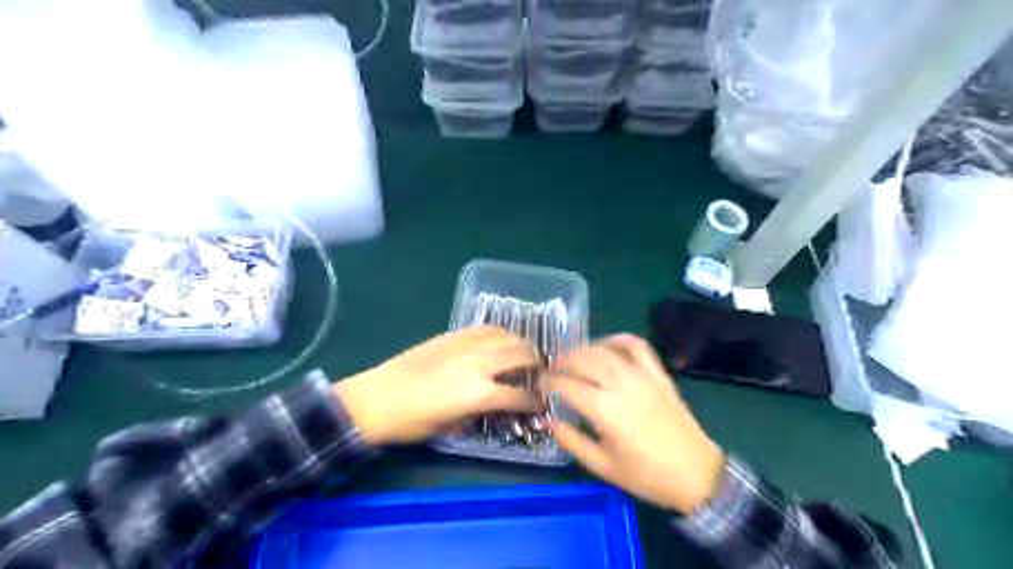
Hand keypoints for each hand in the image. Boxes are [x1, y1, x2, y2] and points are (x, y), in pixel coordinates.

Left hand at [336, 327, 542, 447]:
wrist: (376, 398)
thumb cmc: (411, 422)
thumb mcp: (452, 426)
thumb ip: (480, 412)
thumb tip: (496, 406)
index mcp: (479, 393)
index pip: (520, 395)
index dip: (535, 402)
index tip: (541, 404)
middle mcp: (479, 363)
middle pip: (521, 355)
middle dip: (537, 364)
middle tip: (539, 374)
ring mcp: (466, 344)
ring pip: (506, 335)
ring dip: (521, 344)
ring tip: (524, 354)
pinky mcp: (453, 335)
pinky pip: (485, 328)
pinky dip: (500, 334)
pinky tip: (500, 341)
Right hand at [550, 334, 722, 514]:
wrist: (696, 474)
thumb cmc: (646, 475)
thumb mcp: (602, 466)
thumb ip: (571, 440)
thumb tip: (548, 420)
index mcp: (604, 409)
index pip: (565, 384)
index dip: (547, 381)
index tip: (538, 384)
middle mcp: (620, 384)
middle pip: (582, 359)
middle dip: (562, 360)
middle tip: (552, 369)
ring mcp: (641, 375)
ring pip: (604, 349)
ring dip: (583, 349)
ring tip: (573, 358)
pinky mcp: (658, 373)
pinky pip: (636, 345)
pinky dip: (618, 339)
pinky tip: (606, 346)